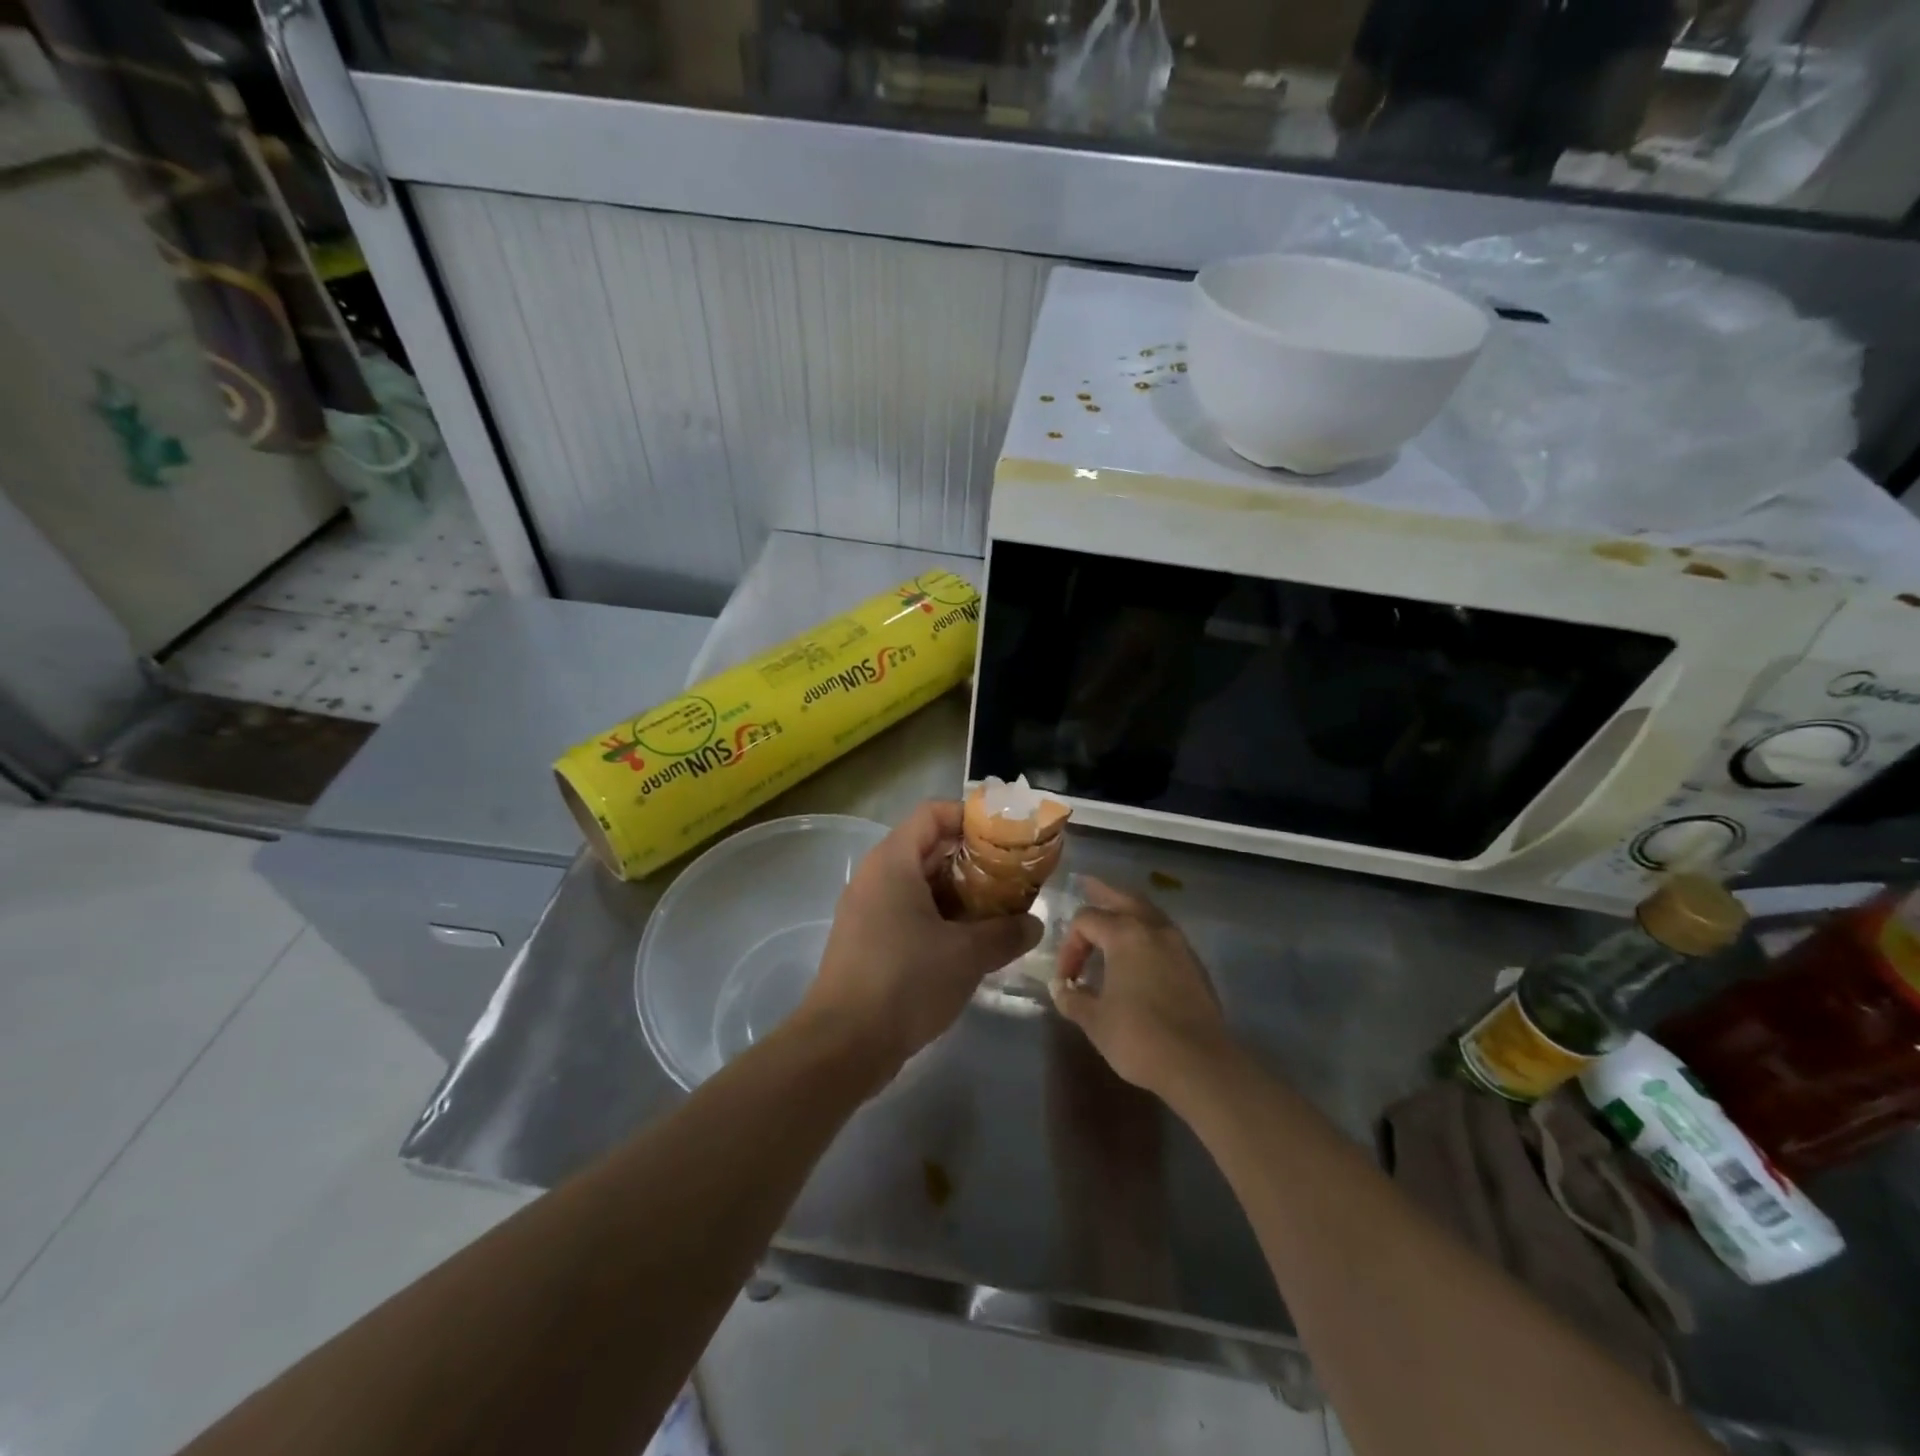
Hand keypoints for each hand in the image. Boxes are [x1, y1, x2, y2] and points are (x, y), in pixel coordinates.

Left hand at [797, 801, 1042, 1083]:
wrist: (843, 1045)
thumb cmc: (905, 982)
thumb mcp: (966, 955)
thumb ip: (1006, 933)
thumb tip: (1035, 925)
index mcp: (893, 862)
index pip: (932, 814)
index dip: (970, 817)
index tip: (1006, 837)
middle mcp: (876, 877)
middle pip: (928, 848)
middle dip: (973, 860)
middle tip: (1013, 876)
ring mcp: (867, 910)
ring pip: (920, 884)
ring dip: (960, 893)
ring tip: (1000, 910)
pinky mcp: (867, 941)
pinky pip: (908, 912)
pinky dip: (940, 917)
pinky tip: (970, 942)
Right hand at [1050, 878, 1233, 1099]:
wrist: (1200, 1064)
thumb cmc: (1139, 1038)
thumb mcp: (1095, 1021)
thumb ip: (1073, 999)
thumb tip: (1061, 988)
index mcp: (1125, 934)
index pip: (1086, 920)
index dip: (1069, 945)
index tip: (1067, 979)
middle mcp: (1153, 929)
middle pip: (1123, 898)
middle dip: (1102, 893)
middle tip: (1086, 884)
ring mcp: (1179, 945)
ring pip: (1148, 912)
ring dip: (1128, 910)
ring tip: (1113, 915)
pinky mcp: (1194, 965)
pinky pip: (1164, 933)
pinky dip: (1146, 930)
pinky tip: (1139, 950)